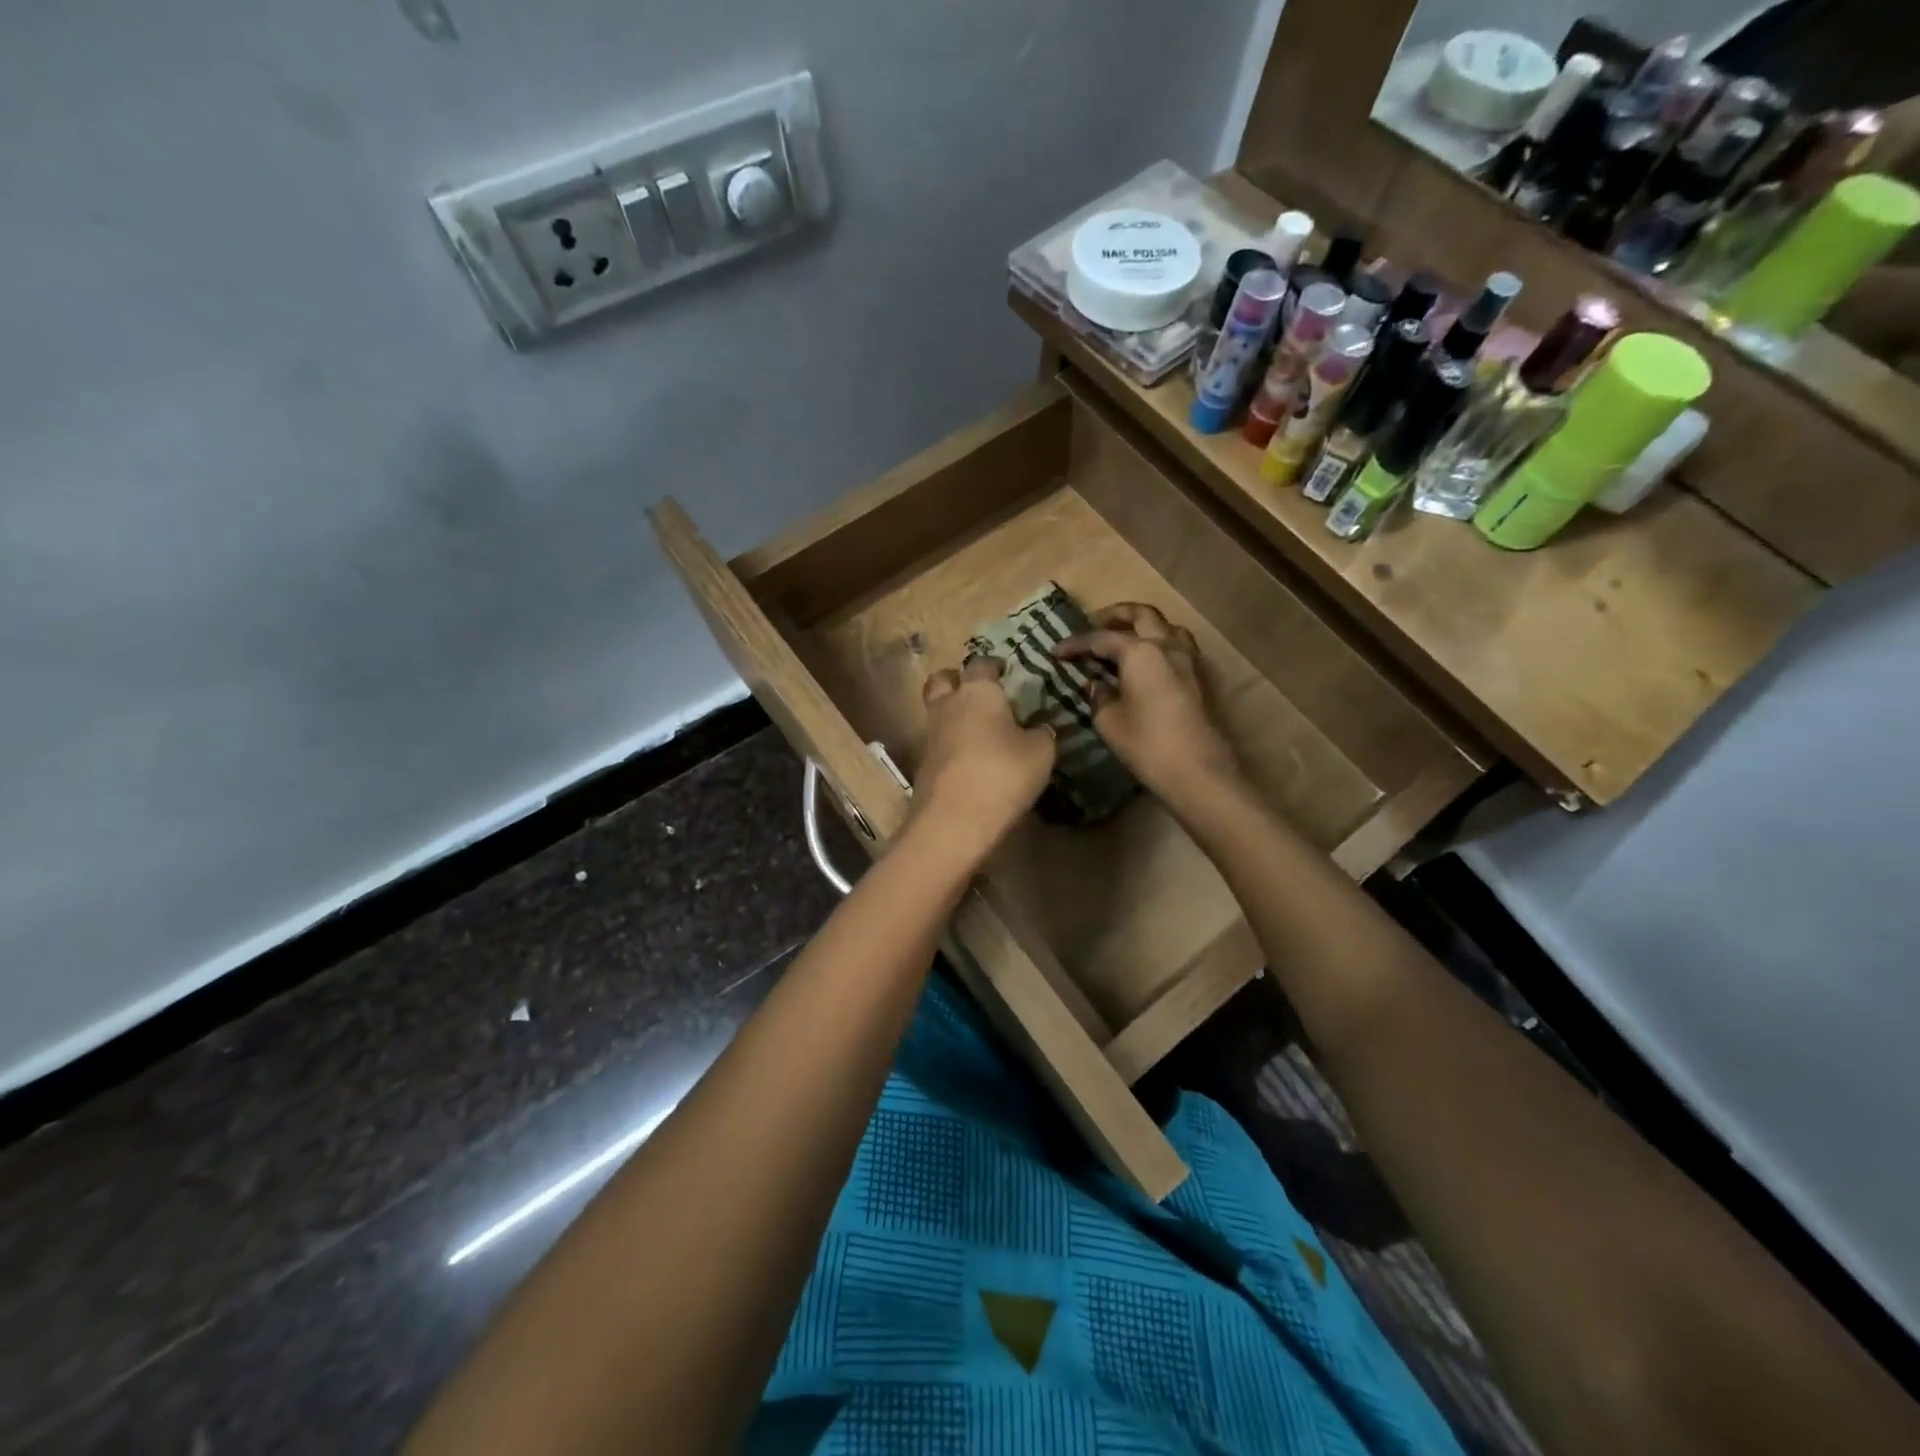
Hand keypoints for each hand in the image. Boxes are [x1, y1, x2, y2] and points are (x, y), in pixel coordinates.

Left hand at [914, 657, 1055, 863]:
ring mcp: (931, 736)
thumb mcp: (1041, 753)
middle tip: (979, 693)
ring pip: (938, 712)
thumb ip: (1042, 734)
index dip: (994, 665)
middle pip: (942, 680)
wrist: (953, 822)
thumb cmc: (1002, 774)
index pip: (982, 664)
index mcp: (978, 692)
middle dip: (957, 680)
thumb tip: (1039, 728)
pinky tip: (973, 760)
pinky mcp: (924, 765)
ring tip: (981, 731)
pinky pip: (939, 743)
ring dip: (954, 715)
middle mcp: (948, 706)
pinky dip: (952, 745)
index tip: (1006, 671)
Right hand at [1054, 603, 1241, 808]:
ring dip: (1143, 626)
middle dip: (1115, 616)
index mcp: (1140, 651)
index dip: (1076, 644)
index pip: (1101, 638)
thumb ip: (1098, 695)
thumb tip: (1095, 683)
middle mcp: (1167, 646)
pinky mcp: (1199, 679)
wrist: (1198, 772)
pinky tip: (1148, 663)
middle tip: (1093, 625)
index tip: (1055, 652)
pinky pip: (1177, 647)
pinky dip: (1159, 644)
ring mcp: (1188, 660)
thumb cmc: (1147, 744)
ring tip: (1124, 639)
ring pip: (1166, 626)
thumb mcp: (1109, 721)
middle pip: (1141, 615)